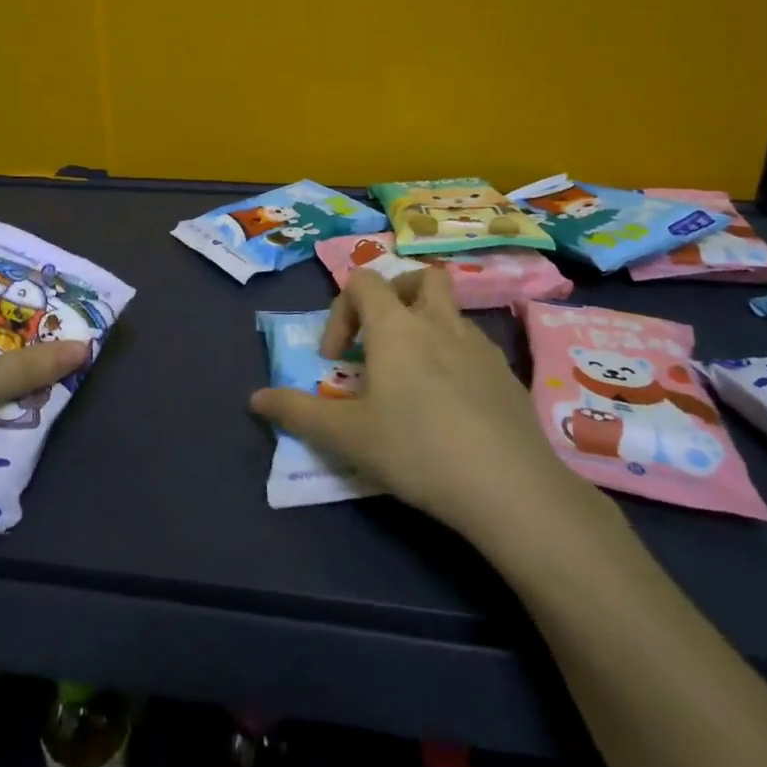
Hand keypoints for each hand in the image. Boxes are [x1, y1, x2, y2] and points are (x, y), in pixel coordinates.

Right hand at [249, 268, 603, 542]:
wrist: (511, 488)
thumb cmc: (417, 449)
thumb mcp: (346, 436)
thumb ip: (296, 412)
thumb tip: (255, 398)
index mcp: (396, 326)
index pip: (363, 281)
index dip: (341, 310)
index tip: (337, 358)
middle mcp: (439, 323)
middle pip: (419, 278)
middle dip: (395, 297)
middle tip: (381, 339)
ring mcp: (480, 346)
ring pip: (450, 312)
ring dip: (426, 328)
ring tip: (414, 377)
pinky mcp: (507, 375)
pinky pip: (474, 346)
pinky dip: (455, 357)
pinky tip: (451, 404)